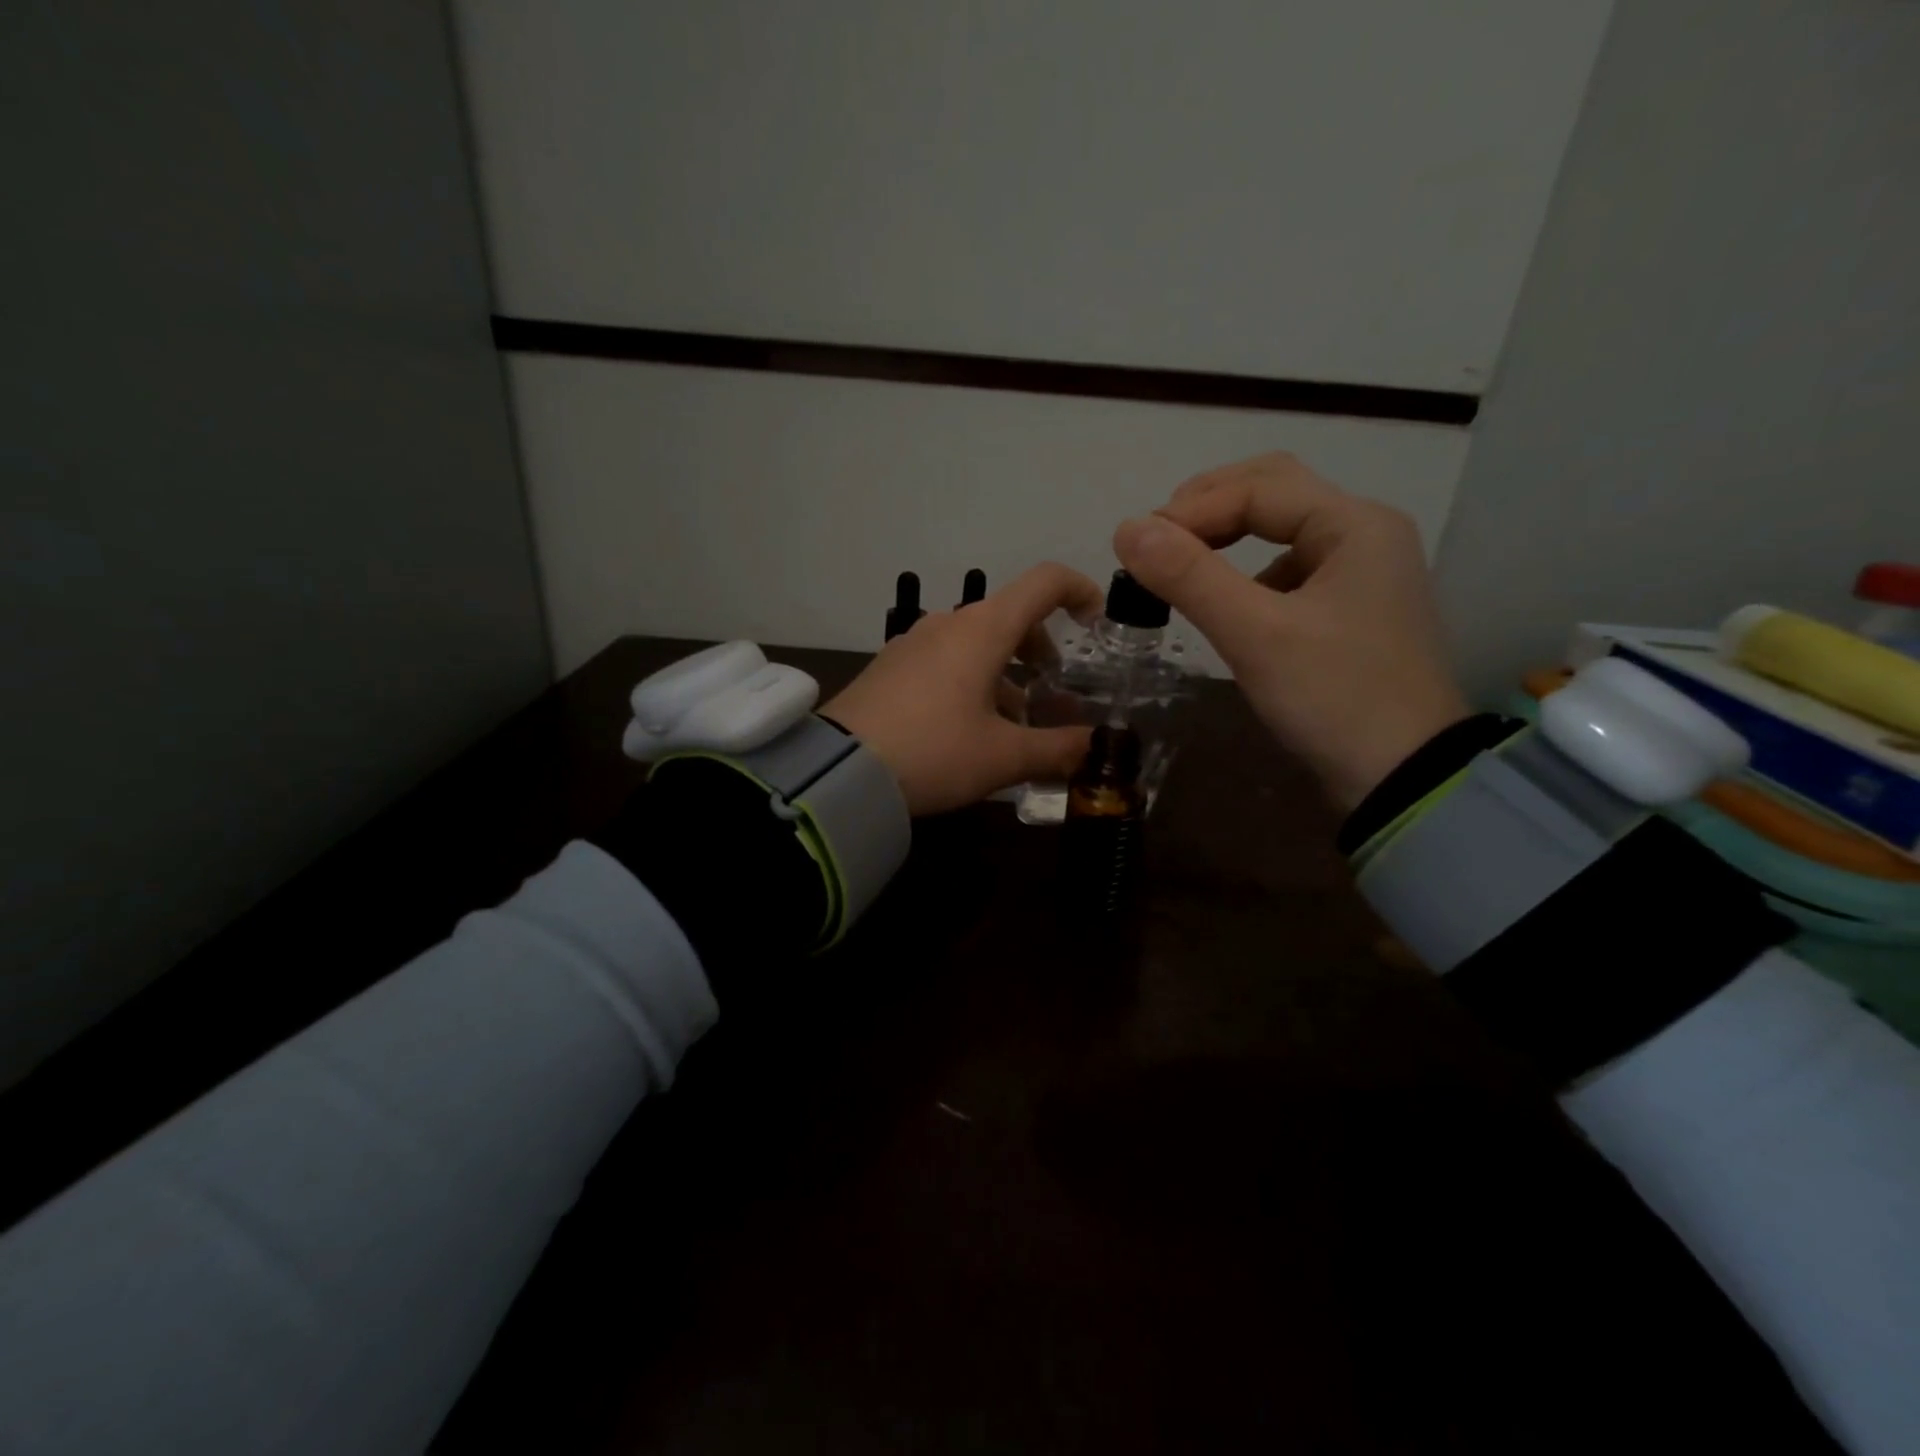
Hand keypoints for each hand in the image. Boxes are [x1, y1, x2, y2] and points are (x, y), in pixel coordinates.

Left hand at [824, 563, 1104, 815]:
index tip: (1097, 625)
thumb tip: (1097, 747)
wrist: (840, 771)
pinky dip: (971, 682)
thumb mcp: (1004, 757)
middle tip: (1053, 694)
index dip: (1080, 591)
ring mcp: (913, 644)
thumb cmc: (935, 752)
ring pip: (976, 645)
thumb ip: (1058, 750)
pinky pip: (944, 662)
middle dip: (1041, 651)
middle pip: (1010, 617)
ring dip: (1006, 675)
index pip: (1044, 582)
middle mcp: (948, 624)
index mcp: (983, 629)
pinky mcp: (889, 668)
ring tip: (1014, 726)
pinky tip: (968, 731)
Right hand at [1113, 452, 1467, 810]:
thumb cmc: (1334, 697)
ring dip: (1226, 538)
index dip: (1189, 510)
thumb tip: (1125, 529)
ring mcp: (1361, 572)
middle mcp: (1364, 533)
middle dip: (1208, 509)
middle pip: (1274, 493)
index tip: (1135, 547)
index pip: (1257, 488)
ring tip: (1179, 568)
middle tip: (1156, 542)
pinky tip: (1225, 604)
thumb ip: (1190, 576)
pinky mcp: (1349, 610)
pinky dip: (1246, 573)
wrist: (1403, 779)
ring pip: (1280, 530)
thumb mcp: (1255, 635)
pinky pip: (1288, 570)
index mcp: (1354, 524)